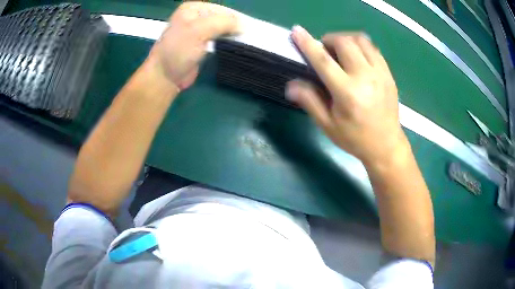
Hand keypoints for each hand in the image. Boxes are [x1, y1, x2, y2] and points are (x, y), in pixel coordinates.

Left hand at [147, 2, 239, 90]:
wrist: (165, 76)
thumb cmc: (178, 50)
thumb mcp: (199, 30)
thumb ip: (222, 22)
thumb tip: (244, 25)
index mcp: (193, 8)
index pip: (222, 9)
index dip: (235, 18)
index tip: (247, 31)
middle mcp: (196, 16)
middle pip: (222, 18)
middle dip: (234, 26)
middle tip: (247, 37)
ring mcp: (198, 30)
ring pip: (222, 28)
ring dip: (232, 34)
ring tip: (244, 42)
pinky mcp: (201, 43)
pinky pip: (218, 38)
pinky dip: (227, 41)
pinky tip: (234, 46)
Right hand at [286, 26, 408, 165]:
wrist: (386, 145)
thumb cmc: (355, 138)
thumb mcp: (328, 125)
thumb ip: (309, 101)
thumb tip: (290, 84)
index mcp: (347, 93)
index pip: (323, 61)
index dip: (307, 44)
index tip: (297, 31)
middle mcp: (365, 77)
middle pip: (344, 42)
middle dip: (329, 40)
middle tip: (324, 51)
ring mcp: (380, 73)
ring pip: (361, 40)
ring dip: (345, 39)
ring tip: (340, 51)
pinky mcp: (388, 73)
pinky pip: (373, 48)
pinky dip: (360, 46)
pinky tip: (355, 57)